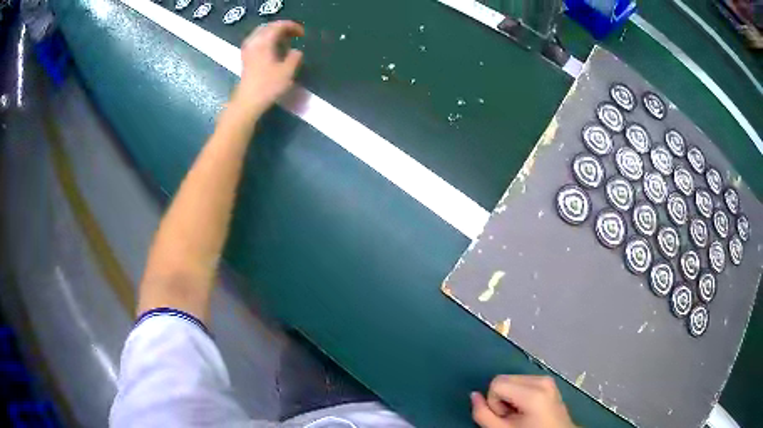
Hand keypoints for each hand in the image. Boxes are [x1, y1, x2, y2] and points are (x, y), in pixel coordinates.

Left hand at [233, 20, 303, 115]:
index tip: (302, 33)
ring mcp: (248, 49)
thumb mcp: (287, 72)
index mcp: (265, 42)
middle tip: (294, 34)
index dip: (292, 26)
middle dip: (282, 27)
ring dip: (272, 33)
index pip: (278, 26)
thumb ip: (294, 57)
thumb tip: (296, 51)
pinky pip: (255, 40)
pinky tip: (271, 47)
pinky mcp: (245, 58)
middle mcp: (254, 42)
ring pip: (260, 33)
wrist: (248, 101)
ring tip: (284, 40)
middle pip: (268, 27)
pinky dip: (265, 40)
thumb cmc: (268, 86)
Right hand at [471, 375, 575, 427]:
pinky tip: (526, 408)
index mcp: (533, 392)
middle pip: (504, 379)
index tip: (504, 417)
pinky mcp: (549, 382)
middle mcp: (542, 380)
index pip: (496, 383)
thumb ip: (483, 414)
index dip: (493, 402)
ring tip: (519, 414)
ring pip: (512, 379)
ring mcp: (548, 379)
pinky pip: (523, 381)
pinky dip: (519, 394)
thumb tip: (473, 395)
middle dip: (501, 398)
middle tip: (510, 417)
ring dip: (509, 396)